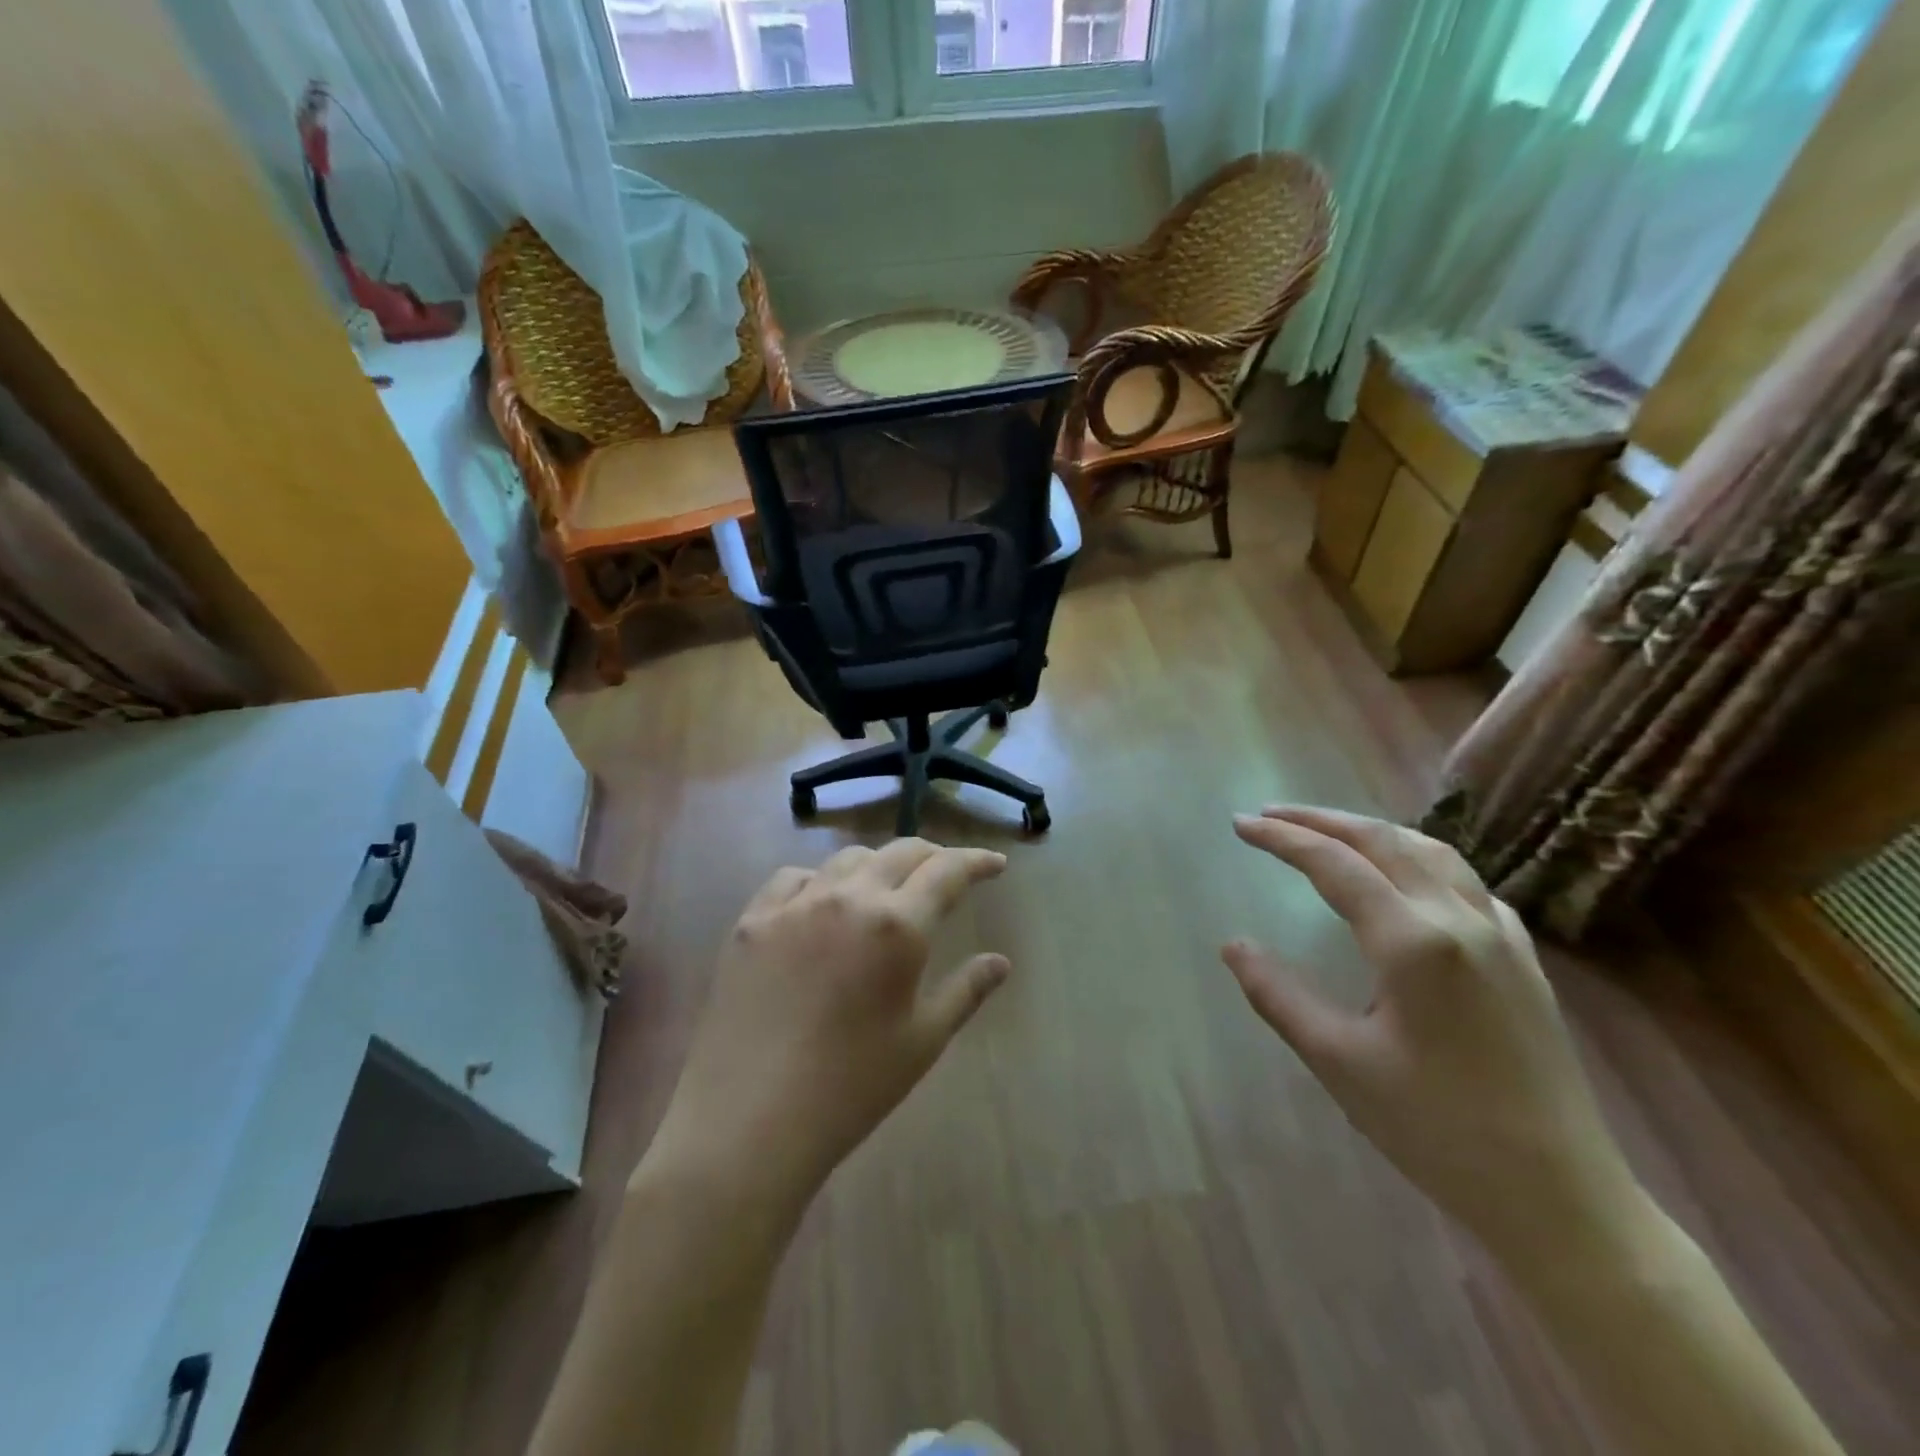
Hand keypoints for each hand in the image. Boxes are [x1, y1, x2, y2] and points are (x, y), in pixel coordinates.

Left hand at [643, 840, 1010, 1212]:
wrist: (749, 1121)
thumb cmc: (851, 1087)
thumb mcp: (922, 1041)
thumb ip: (966, 991)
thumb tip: (1000, 962)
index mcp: (897, 925)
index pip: (947, 871)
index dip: (976, 861)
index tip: (994, 864)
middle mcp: (847, 898)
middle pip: (899, 853)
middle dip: (932, 856)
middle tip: (947, 873)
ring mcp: (794, 905)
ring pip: (847, 859)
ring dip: (878, 864)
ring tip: (886, 888)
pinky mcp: (752, 921)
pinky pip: (793, 878)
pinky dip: (820, 880)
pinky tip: (821, 905)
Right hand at [1223, 807, 1641, 1264]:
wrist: (1559, 1196)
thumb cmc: (1435, 1129)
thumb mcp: (1338, 1062)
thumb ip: (1278, 995)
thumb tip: (1232, 946)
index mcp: (1413, 942)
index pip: (1334, 865)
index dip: (1282, 839)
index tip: (1240, 824)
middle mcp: (1460, 920)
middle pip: (1383, 841)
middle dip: (1321, 820)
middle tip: (1271, 815)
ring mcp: (1501, 935)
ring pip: (1431, 852)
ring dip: (1372, 831)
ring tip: (1329, 832)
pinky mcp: (1524, 958)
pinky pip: (1465, 881)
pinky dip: (1418, 859)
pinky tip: (1405, 879)